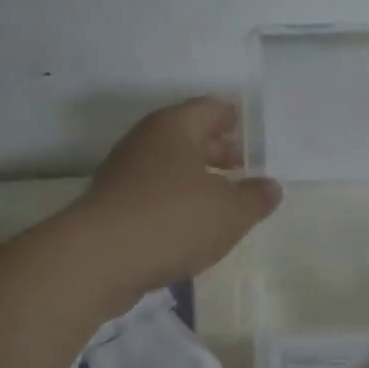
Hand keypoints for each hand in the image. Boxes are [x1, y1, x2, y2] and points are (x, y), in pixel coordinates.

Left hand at [76, 97, 282, 292]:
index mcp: (174, 127)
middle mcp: (145, 142)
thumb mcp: (230, 211)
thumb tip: (270, 187)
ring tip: (221, 197)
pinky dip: (174, 200)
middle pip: (186, 136)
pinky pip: (152, 193)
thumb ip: (255, 197)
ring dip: (195, 177)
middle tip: (241, 164)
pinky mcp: (111, 206)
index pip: (208, 108)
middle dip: (215, 149)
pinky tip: (190, 224)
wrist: (98, 259)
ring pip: (168, 166)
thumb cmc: (172, 220)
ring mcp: (123, 174)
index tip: (246, 124)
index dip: (230, 115)